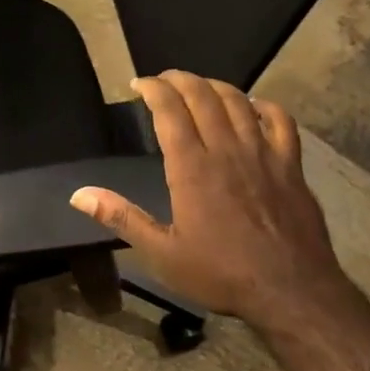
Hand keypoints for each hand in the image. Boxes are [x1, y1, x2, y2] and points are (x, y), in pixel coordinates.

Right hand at [69, 71, 349, 325]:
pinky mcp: (290, 165)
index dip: (154, 89)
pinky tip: (254, 106)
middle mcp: (226, 150)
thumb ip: (122, 217)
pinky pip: (280, 121)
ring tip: (200, 86)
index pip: (170, 111)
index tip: (139, 83)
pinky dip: (264, 106)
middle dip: (180, 79)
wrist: (291, 291)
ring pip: (238, 102)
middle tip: (164, 79)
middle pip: (203, 96)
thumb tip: (78, 194)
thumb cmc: (221, 274)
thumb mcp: (162, 253)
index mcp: (192, 168)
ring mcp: (263, 154)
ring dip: (215, 86)